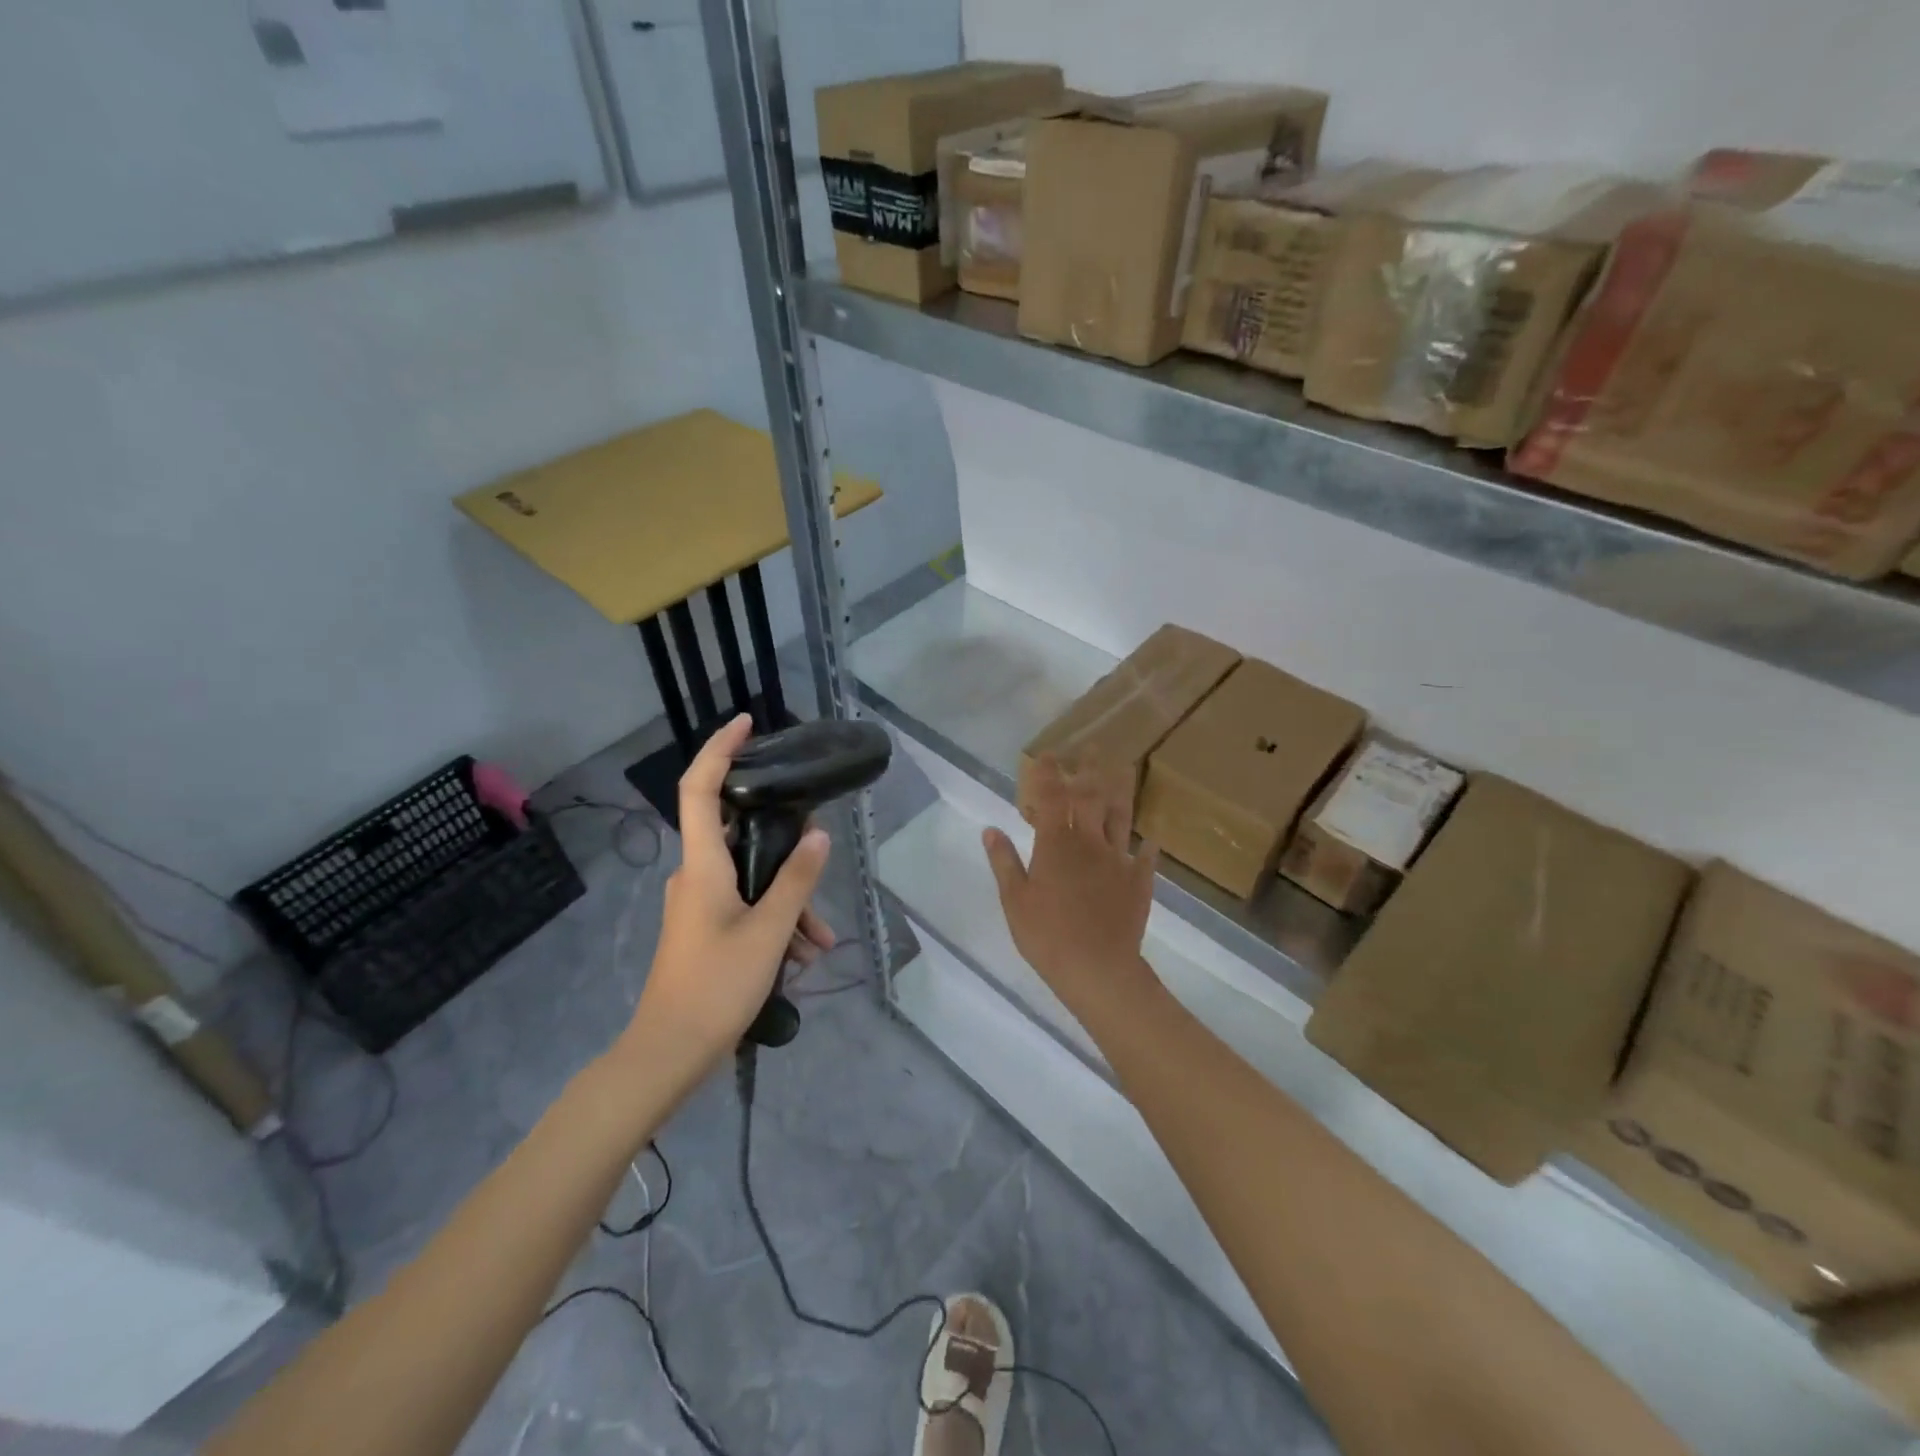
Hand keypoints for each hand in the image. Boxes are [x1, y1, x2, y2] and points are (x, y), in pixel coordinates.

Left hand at [623, 715, 832, 1074]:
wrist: (668, 1053)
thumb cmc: (716, 986)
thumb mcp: (769, 932)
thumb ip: (795, 880)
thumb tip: (818, 835)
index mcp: (702, 864)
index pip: (700, 788)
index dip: (720, 749)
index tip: (747, 723)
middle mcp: (695, 874)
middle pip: (739, 835)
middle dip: (785, 847)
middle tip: (818, 853)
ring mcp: (697, 902)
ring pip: (750, 879)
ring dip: (788, 901)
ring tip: (820, 942)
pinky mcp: (703, 927)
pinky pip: (745, 906)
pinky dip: (775, 921)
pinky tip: (802, 956)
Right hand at [982, 756, 1158, 1016]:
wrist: (1098, 968)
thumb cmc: (1046, 936)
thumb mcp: (1014, 900)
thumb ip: (1004, 862)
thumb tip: (990, 829)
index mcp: (1055, 845)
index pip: (1050, 799)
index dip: (1048, 774)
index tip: (1047, 754)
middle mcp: (1088, 843)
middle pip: (1089, 798)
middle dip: (1088, 770)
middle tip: (1093, 746)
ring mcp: (1117, 860)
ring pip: (1120, 817)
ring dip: (1121, 790)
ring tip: (1124, 768)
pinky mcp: (1139, 882)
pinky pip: (1146, 857)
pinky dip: (1149, 844)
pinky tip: (1154, 835)